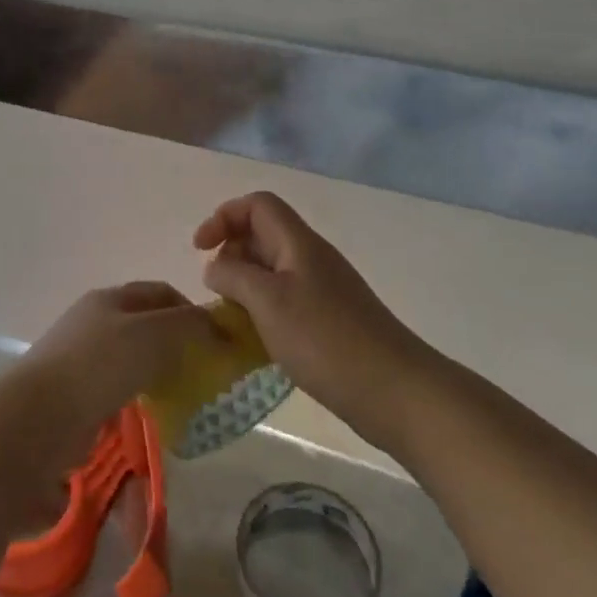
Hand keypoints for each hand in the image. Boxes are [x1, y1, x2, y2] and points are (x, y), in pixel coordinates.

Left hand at [13, 281, 217, 465]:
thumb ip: (189, 326)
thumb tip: (216, 328)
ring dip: (159, 373)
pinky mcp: (75, 395)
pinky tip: (152, 415)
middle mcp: (94, 321)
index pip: (160, 292)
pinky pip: (117, 390)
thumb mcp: (154, 334)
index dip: (191, 309)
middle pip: (145, 324)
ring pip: (132, 359)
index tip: (217, 339)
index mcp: (110, 298)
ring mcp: (81, 358)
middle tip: (204, 371)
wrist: (39, 416)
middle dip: (177, 344)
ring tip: (183, 397)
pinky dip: (139, 398)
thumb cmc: (100, 365)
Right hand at [194, 192, 425, 445]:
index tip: (200, 249)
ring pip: (272, 270)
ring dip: (245, 285)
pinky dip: (263, 310)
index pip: (257, 205)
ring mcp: (324, 290)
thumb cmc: (326, 340)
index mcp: (298, 243)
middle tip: (217, 291)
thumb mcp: (268, 302)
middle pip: (263, 234)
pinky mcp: (330, 321)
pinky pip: (286, 300)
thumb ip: (233, 276)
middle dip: (231, 253)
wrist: (396, 391)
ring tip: (231, 318)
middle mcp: (311, 258)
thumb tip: (215, 267)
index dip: (224, 216)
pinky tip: (257, 342)